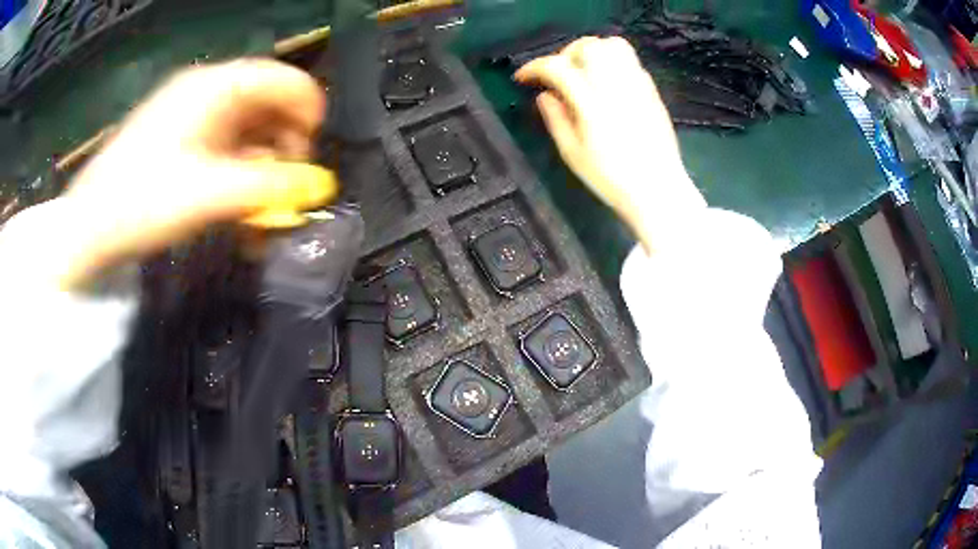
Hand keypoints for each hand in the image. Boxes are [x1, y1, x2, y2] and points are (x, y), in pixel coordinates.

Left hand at [1, 59, 335, 289]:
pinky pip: (225, 146)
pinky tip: (236, 205)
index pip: (283, 79)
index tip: (308, 159)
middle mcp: (207, 90)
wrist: (88, 228)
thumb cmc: (142, 202)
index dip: (306, 113)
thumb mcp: (207, 194)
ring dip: (261, 166)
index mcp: (214, 86)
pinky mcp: (181, 138)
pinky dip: (238, 172)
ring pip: (247, 128)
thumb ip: (268, 187)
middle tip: (282, 190)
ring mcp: (191, 114)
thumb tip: (318, 187)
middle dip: (284, 145)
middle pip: (268, 103)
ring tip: (259, 209)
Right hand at [515, 37, 704, 252]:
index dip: (534, 67)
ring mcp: (637, 84)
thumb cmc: (611, 178)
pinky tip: (606, 83)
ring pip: (612, 45)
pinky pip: (630, 60)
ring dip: (591, 51)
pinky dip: (611, 62)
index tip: (522, 78)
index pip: (558, 67)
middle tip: (556, 75)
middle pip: (586, 46)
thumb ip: (555, 118)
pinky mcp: (651, 90)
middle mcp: (616, 85)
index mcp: (592, 102)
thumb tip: (545, 95)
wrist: (658, 189)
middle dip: (564, 54)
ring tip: (582, 72)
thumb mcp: (572, 153)